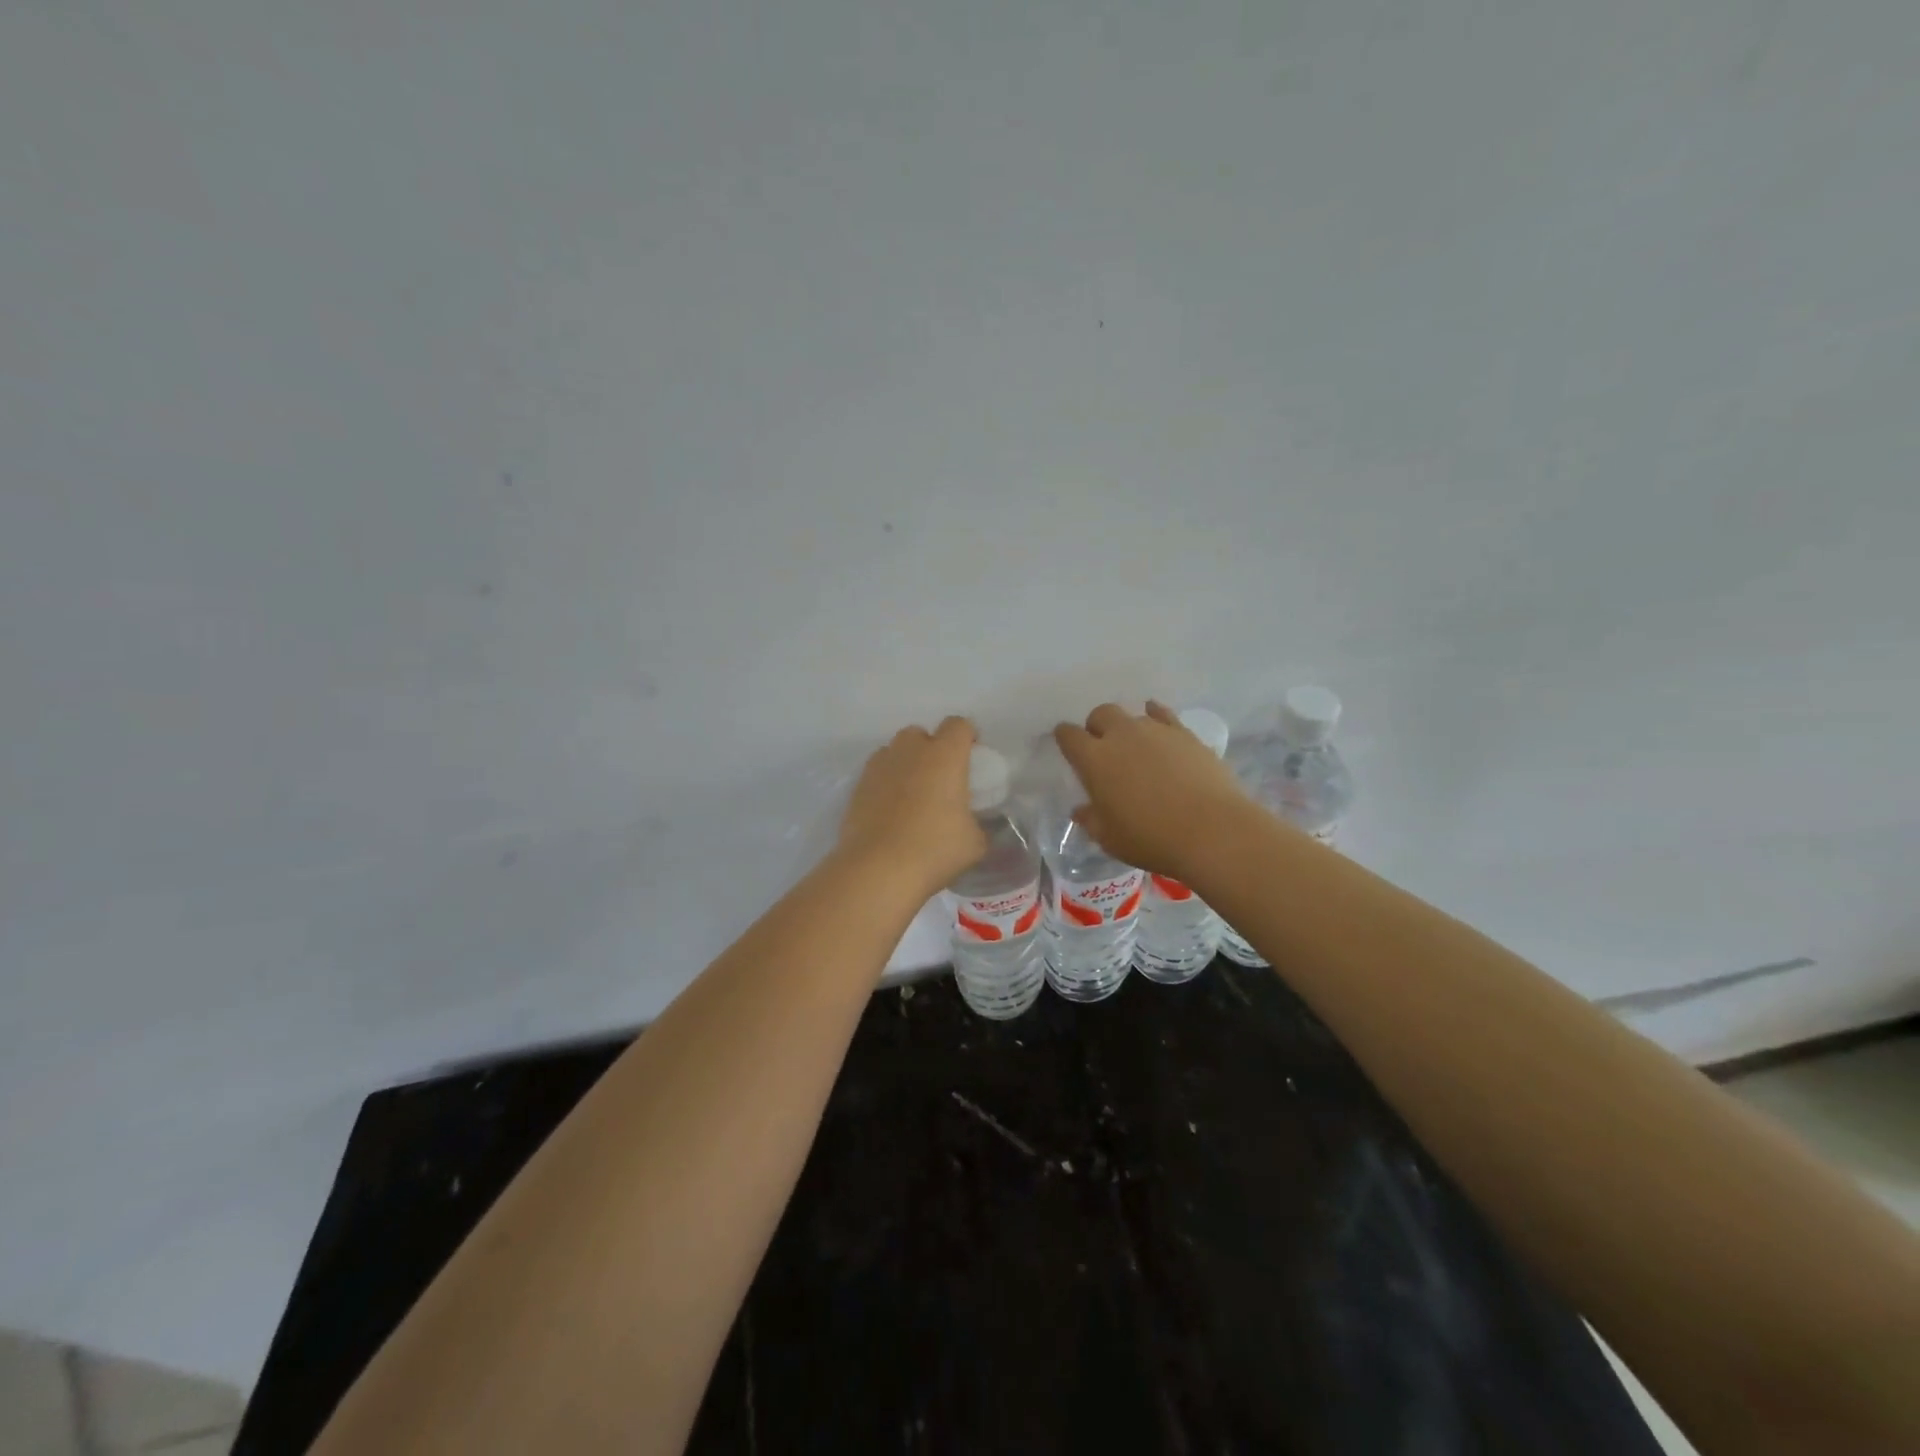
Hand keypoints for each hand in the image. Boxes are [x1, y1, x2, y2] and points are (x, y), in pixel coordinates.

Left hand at [837, 717, 986, 893]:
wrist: (878, 869)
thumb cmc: (934, 849)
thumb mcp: (974, 842)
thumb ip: (976, 824)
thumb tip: (970, 825)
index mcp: (945, 756)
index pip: (958, 725)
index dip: (967, 736)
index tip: (972, 755)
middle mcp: (910, 751)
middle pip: (921, 733)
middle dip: (931, 748)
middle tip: (940, 778)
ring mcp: (879, 766)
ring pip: (894, 751)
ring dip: (905, 763)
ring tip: (912, 793)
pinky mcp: (857, 787)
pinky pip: (876, 774)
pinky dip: (885, 783)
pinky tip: (890, 810)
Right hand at [1053, 701, 1245, 877]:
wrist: (1212, 831)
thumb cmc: (1151, 839)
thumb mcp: (1110, 839)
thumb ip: (1091, 820)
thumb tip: (1081, 810)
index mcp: (1094, 759)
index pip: (1069, 735)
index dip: (1065, 738)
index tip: (1068, 747)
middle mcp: (1121, 735)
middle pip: (1100, 714)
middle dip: (1097, 727)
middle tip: (1103, 749)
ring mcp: (1155, 730)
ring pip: (1133, 714)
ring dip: (1127, 727)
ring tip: (1136, 748)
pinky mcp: (1185, 733)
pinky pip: (1163, 715)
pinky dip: (1155, 717)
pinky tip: (1158, 727)